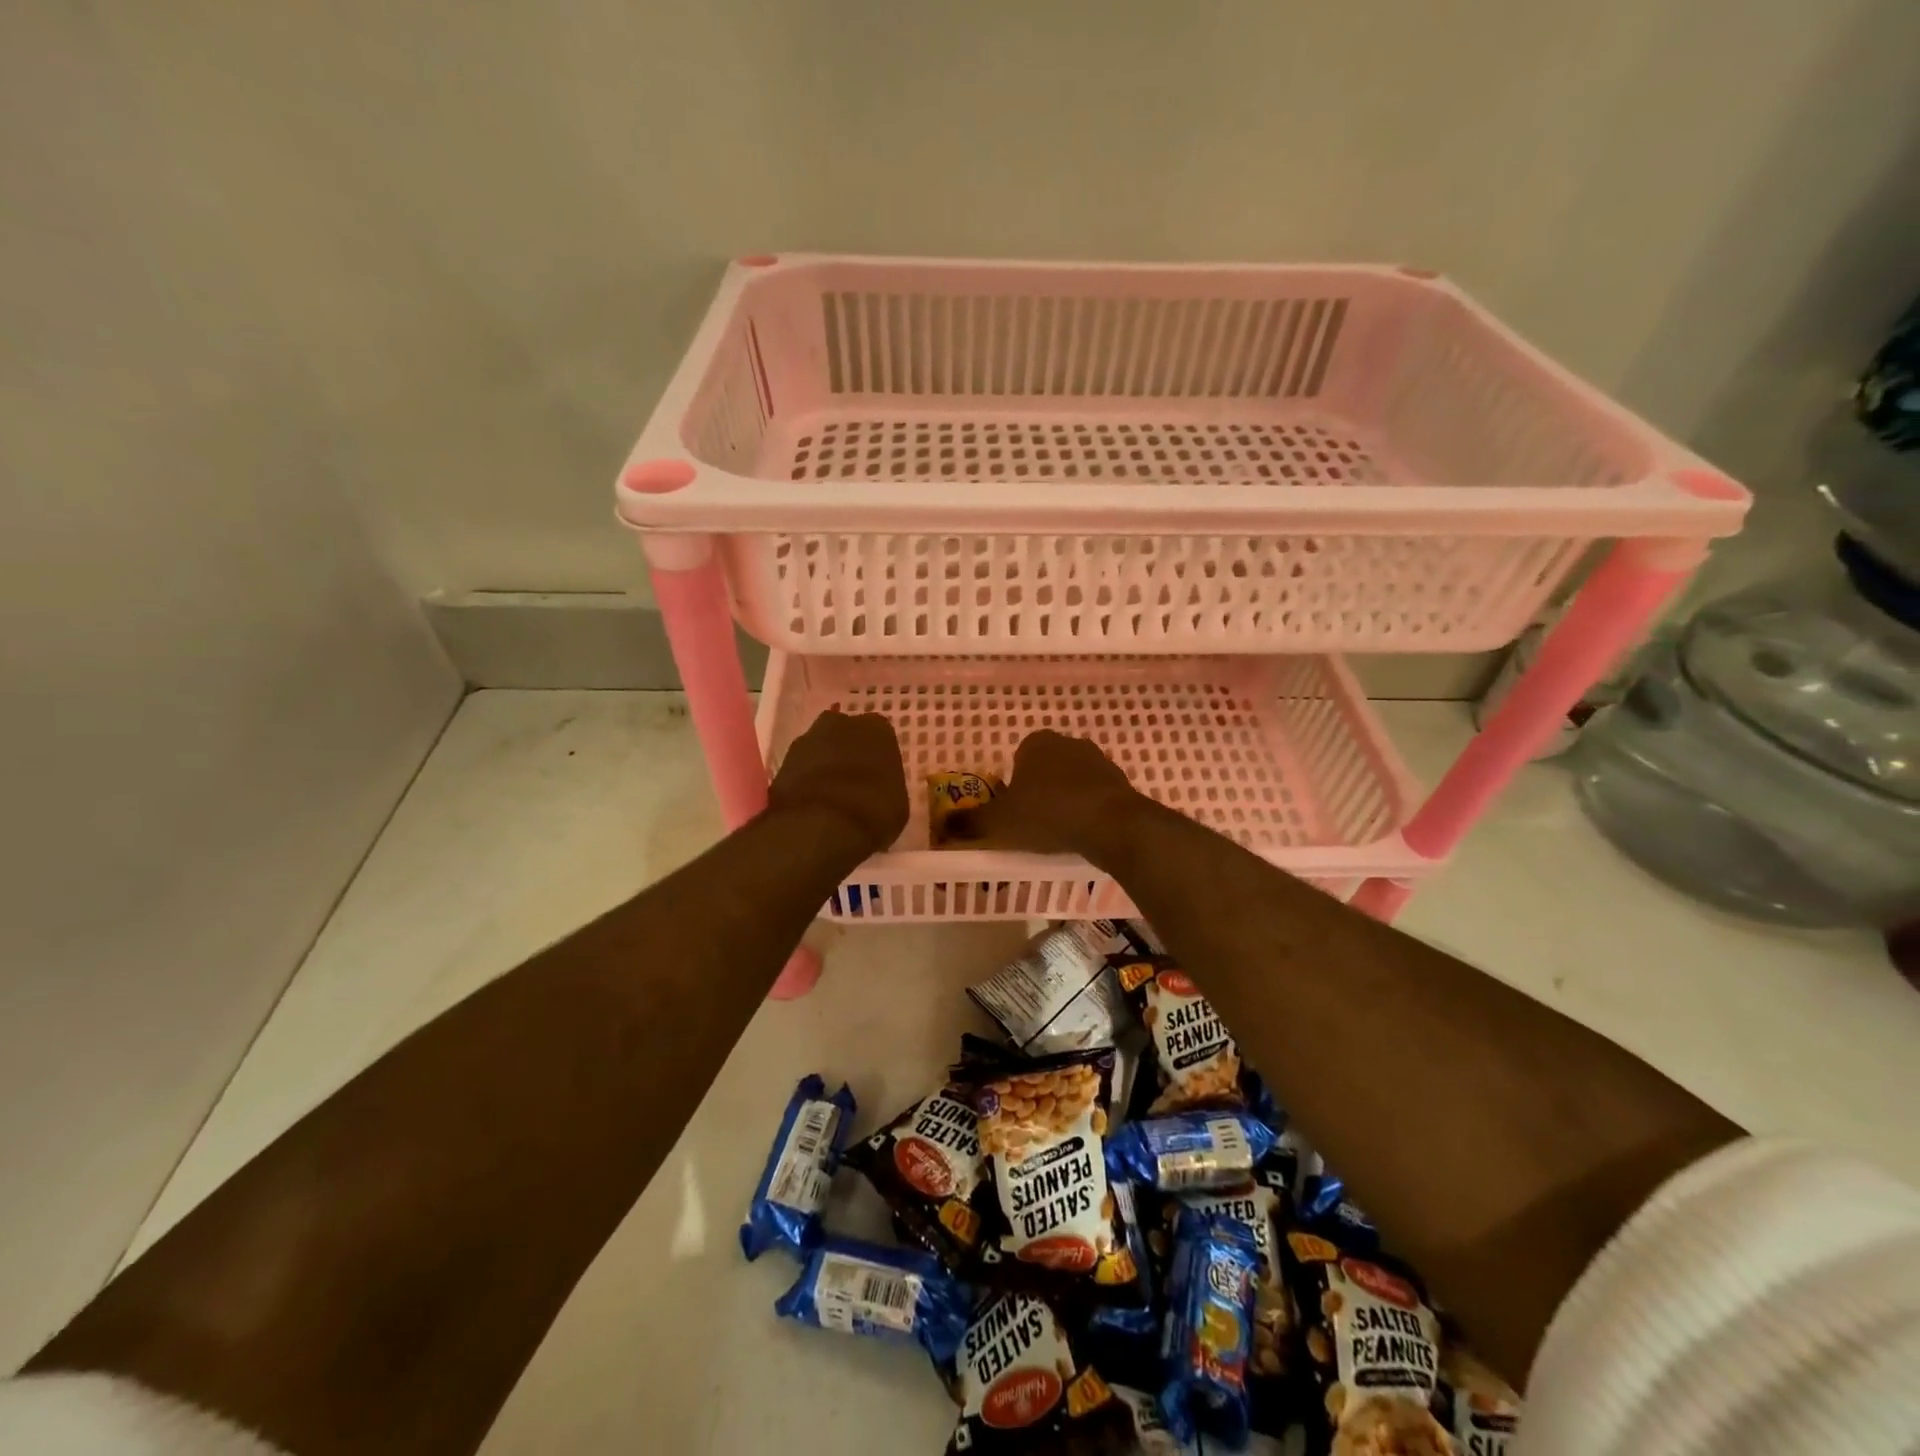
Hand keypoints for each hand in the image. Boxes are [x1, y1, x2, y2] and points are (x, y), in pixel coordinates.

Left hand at [767, 710, 908, 853]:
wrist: (819, 825)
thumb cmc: (872, 811)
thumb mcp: (897, 805)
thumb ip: (887, 786)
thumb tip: (879, 791)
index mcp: (877, 729)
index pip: (880, 735)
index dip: (878, 756)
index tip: (879, 775)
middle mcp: (840, 724)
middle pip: (846, 734)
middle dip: (849, 752)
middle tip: (855, 780)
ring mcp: (806, 740)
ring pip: (820, 749)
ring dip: (824, 765)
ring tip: (831, 795)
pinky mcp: (781, 762)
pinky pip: (800, 768)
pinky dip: (805, 781)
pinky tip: (812, 803)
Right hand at [957, 730, 1145, 855]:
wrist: (1111, 824)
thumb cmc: (1047, 814)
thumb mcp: (999, 823)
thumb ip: (970, 823)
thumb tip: (941, 826)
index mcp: (1036, 743)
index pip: (1018, 759)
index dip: (1013, 786)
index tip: (1013, 812)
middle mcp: (1068, 743)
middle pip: (1046, 768)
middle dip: (1039, 791)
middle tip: (1033, 823)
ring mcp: (1098, 759)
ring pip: (1072, 781)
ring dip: (1065, 800)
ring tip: (1059, 832)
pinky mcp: (1120, 780)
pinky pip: (1095, 795)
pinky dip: (1088, 809)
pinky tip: (1084, 832)